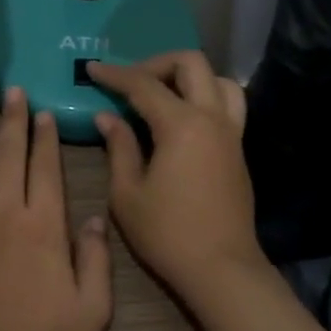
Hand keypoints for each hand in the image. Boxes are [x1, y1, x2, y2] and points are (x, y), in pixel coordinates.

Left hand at [0, 87, 112, 330]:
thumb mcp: (90, 310)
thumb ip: (95, 260)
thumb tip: (92, 219)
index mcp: (42, 226)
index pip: (44, 168)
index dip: (46, 138)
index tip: (45, 113)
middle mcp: (3, 214)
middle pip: (7, 157)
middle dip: (13, 122)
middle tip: (14, 94)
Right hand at [88, 52, 264, 301]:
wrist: (220, 267)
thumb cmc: (167, 234)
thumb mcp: (128, 193)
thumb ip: (119, 147)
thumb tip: (108, 117)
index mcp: (182, 125)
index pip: (144, 84)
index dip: (115, 74)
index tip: (93, 69)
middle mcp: (212, 118)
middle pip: (191, 64)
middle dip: (156, 63)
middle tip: (130, 81)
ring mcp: (231, 133)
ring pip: (219, 80)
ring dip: (188, 76)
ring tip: (162, 94)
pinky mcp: (238, 149)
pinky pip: (228, 104)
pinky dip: (204, 96)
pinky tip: (181, 119)